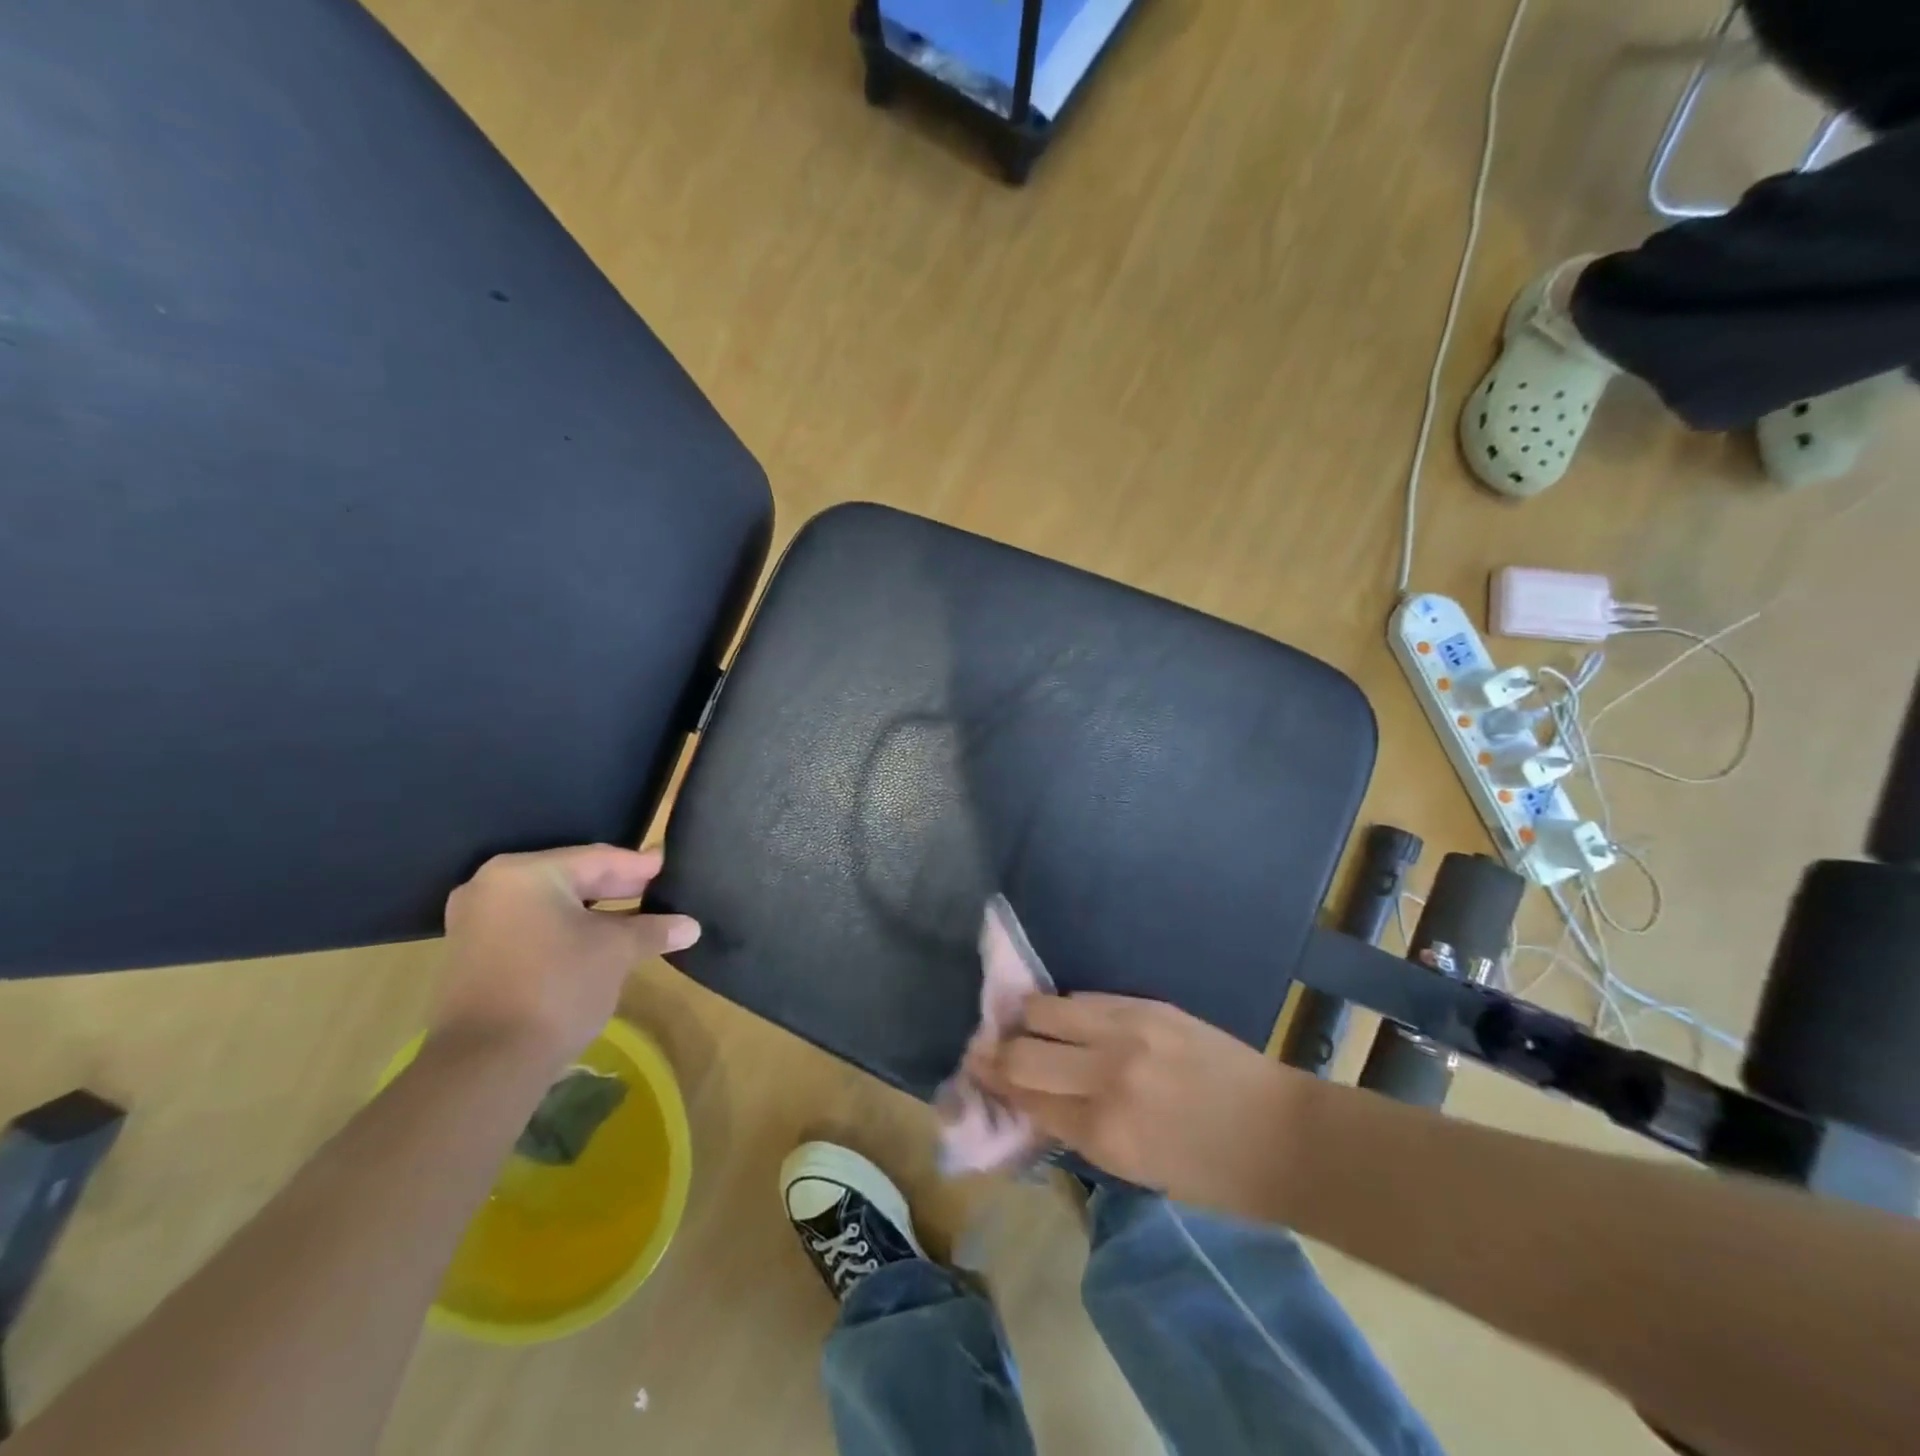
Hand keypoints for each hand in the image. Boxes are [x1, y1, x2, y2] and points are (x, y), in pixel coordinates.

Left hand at [432, 845, 699, 1071]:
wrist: (486, 1065)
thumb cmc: (558, 987)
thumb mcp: (617, 952)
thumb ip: (653, 930)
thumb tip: (691, 926)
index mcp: (525, 873)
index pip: (596, 858)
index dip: (637, 866)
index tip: (667, 866)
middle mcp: (492, 887)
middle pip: (571, 879)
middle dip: (616, 888)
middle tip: (655, 891)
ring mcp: (475, 923)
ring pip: (551, 906)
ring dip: (593, 913)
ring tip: (635, 919)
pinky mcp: (472, 956)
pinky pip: (531, 928)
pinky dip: (566, 931)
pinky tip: (597, 943)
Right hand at [974, 994, 1311, 1216]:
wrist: (1281, 1134)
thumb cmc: (1211, 1174)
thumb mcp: (1133, 1169)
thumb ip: (1078, 1129)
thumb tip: (1030, 1099)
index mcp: (1104, 1133)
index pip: (1025, 1098)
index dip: (992, 1084)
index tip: (972, 1071)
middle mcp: (1106, 1075)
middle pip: (1022, 1050)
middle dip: (995, 1050)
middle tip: (984, 1049)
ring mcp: (1127, 1031)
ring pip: (1045, 1009)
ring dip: (1024, 1019)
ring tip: (1018, 1023)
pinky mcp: (1146, 1004)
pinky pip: (1084, 998)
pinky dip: (1064, 1009)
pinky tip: (1061, 1015)